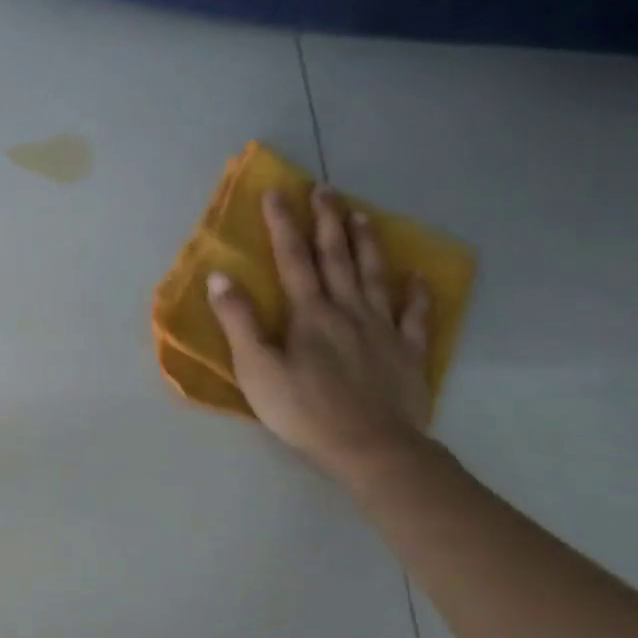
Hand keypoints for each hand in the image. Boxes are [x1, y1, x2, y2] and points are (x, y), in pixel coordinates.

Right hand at [206, 187, 433, 482]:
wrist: (370, 447)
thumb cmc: (303, 410)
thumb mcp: (256, 369)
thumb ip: (238, 322)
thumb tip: (220, 277)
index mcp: (309, 314)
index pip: (293, 259)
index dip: (283, 224)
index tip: (278, 192)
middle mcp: (348, 310)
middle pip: (337, 257)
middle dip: (328, 221)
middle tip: (325, 190)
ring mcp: (382, 329)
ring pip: (375, 275)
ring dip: (366, 244)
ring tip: (362, 215)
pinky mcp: (407, 352)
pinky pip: (414, 315)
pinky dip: (416, 293)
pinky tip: (417, 277)